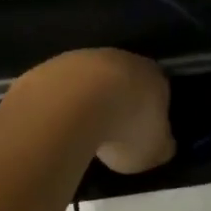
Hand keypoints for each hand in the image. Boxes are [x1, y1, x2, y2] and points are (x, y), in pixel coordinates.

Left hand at [29, 49, 175, 174]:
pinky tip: (57, 127)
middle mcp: (123, 60)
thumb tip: (162, 145)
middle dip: (120, 104)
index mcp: (155, 77)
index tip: (144, 133)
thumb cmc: (125, 128)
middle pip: (125, 81)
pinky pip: (60, 89)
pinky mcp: (49, 67)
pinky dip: (60, 106)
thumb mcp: (154, 151)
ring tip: (82, 134)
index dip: (153, 112)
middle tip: (114, 133)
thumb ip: (161, 146)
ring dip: (88, 102)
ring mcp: (83, 59)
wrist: (71, 105)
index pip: (160, 91)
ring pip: (91, 82)